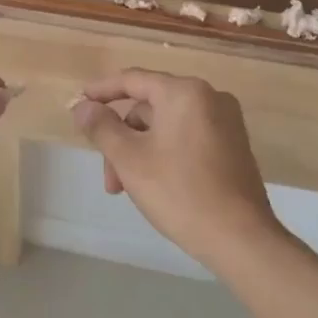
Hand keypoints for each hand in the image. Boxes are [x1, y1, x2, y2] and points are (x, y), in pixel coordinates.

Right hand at [71, 69, 282, 272]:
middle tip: (108, 177)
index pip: (132, 79)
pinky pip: (186, 138)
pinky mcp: (232, 146)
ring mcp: (226, 122)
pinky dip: (163, 154)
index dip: (100, 91)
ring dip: (139, 152)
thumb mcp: (129, 158)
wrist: (239, 237)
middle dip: (121, 138)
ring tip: (127, 189)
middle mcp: (209, 98)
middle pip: (148, 108)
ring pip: (165, 126)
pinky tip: (153, 184)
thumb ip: (101, 127)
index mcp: (184, 93)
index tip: (77, 104)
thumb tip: (83, 107)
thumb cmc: (179, 191)